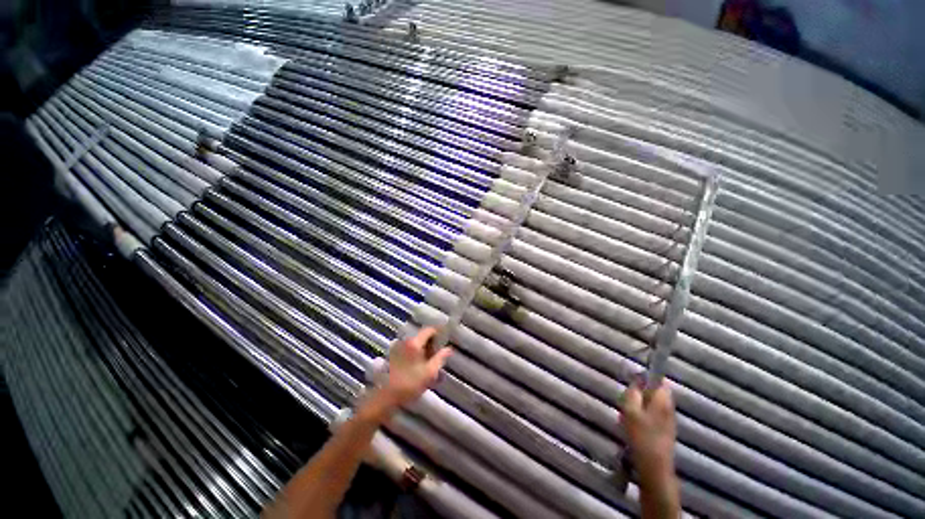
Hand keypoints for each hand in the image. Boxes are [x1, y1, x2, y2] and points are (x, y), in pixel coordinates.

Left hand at [376, 327, 453, 409]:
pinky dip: (417, 354)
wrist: (387, 397)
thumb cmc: (410, 384)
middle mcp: (405, 342)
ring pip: (416, 344)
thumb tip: (449, 349)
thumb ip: (440, 358)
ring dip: (425, 349)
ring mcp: (398, 348)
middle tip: (439, 355)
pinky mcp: (394, 355)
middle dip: (432, 344)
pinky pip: (409, 349)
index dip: (439, 333)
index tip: (445, 340)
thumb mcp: (430, 372)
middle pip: (422, 336)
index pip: (429, 330)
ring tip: (431, 363)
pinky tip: (420, 366)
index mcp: (414, 343)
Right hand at [620, 380, 676, 481]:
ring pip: (653, 404)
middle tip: (627, 400)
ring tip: (627, 413)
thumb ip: (633, 392)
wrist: (655, 467)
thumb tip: (636, 379)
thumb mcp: (630, 410)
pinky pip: (653, 415)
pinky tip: (633, 425)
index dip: (647, 377)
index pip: (660, 380)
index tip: (633, 381)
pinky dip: (643, 415)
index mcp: (663, 400)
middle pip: (655, 393)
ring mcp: (669, 420)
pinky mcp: (665, 431)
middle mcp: (669, 408)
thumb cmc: (641, 435)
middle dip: (641, 393)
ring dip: (640, 405)